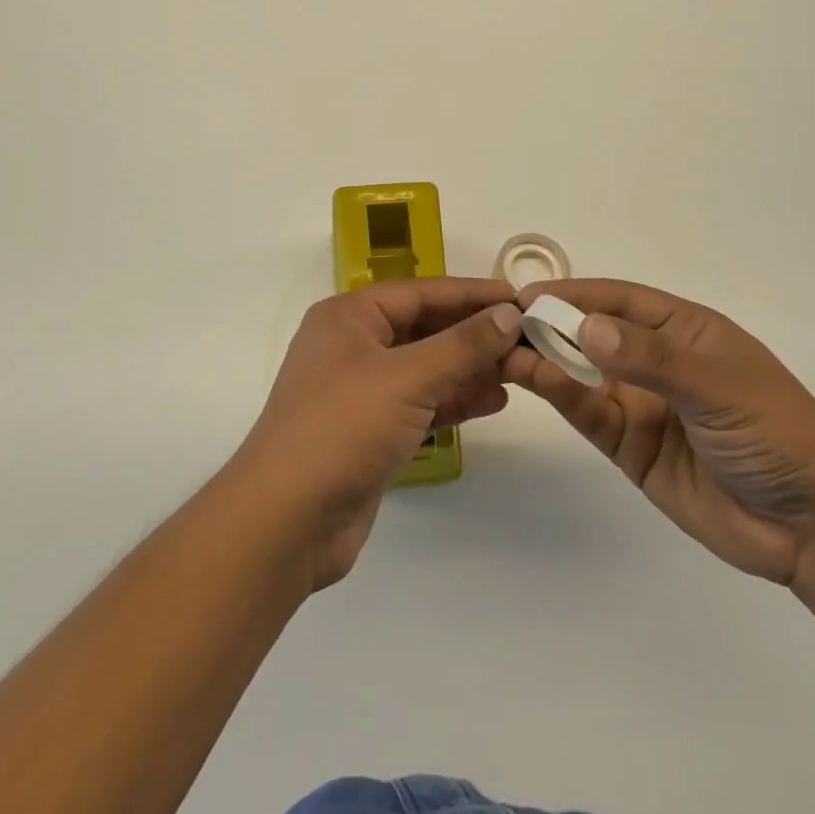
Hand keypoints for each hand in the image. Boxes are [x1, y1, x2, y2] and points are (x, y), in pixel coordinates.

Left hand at [234, 278, 520, 589]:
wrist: (286, 521)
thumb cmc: (343, 428)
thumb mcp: (407, 378)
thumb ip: (462, 345)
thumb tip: (508, 313)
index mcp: (349, 317)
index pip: (422, 292)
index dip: (473, 294)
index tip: (521, 299)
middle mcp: (352, 345)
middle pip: (425, 328)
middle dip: (475, 335)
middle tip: (527, 340)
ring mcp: (360, 390)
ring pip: (426, 367)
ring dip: (469, 369)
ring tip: (518, 373)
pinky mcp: (369, 430)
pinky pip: (420, 402)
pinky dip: (452, 400)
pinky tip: (491, 402)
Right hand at [505, 279, 814, 585]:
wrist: (812, 528)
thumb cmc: (775, 433)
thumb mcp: (718, 385)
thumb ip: (650, 359)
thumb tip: (585, 328)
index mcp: (685, 331)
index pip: (620, 299)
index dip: (575, 293)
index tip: (528, 294)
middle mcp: (657, 362)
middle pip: (594, 334)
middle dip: (552, 325)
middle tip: (501, 323)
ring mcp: (642, 405)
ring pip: (583, 374)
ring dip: (547, 360)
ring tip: (504, 351)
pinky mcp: (631, 448)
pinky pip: (589, 413)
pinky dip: (561, 396)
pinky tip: (534, 380)